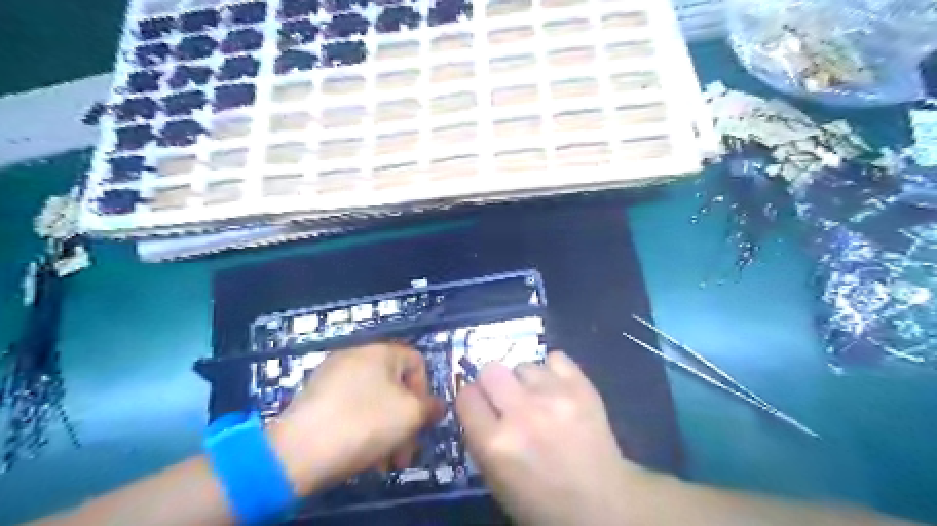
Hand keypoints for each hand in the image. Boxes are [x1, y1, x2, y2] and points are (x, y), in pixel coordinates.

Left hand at [272, 343, 445, 494]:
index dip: (425, 391)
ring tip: (384, 462)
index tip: (421, 420)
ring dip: (386, 430)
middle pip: (394, 386)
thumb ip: (430, 407)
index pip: (417, 362)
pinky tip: (361, 454)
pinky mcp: (314, 398)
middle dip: (405, 421)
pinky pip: (350, 408)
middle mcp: (355, 356)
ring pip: (373, 401)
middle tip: (405, 452)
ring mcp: (331, 376)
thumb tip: (436, 406)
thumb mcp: (410, 415)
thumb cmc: (364, 423)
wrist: (299, 451)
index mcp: (380, 351)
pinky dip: (361, 428)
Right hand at [455, 350, 644, 525]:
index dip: (471, 400)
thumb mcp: (495, 480)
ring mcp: (554, 396)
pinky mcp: (582, 387)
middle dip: (493, 384)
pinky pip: (555, 358)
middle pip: (490, 370)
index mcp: (495, 444)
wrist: (603, 504)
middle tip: (505, 398)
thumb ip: (481, 438)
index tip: (480, 406)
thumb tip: (478, 404)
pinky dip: (552, 371)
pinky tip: (557, 389)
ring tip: (538, 399)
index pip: (466, 396)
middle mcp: (522, 414)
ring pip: (523, 365)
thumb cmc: (542, 501)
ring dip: (525, 381)